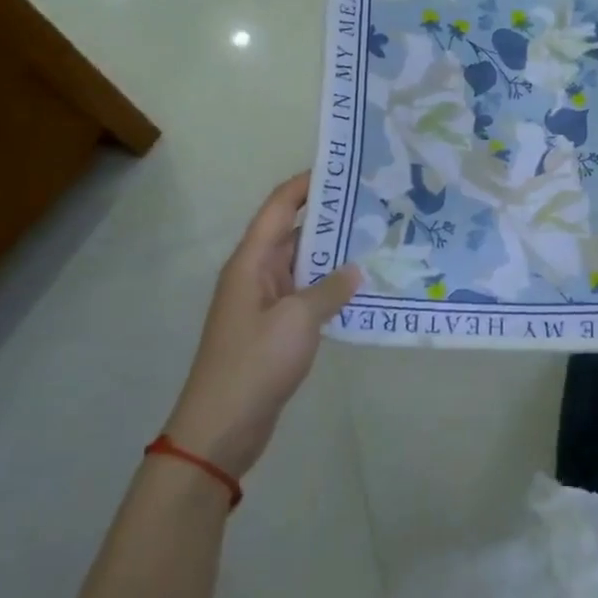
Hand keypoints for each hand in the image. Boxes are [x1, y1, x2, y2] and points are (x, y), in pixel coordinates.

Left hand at [162, 172, 360, 477]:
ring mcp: (264, 303)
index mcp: (251, 262)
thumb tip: (355, 269)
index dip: (306, 183)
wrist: (220, 429)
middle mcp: (256, 274)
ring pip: (303, 265)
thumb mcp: (298, 320)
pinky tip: (361, 288)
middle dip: (330, 217)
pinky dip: (330, 288)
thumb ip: (330, 290)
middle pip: (294, 232)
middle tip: (374, 204)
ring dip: (333, 254)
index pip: (279, 207)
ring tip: (376, 240)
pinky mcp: (274, 329)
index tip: (343, 168)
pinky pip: (306, 295)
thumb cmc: (255, 363)